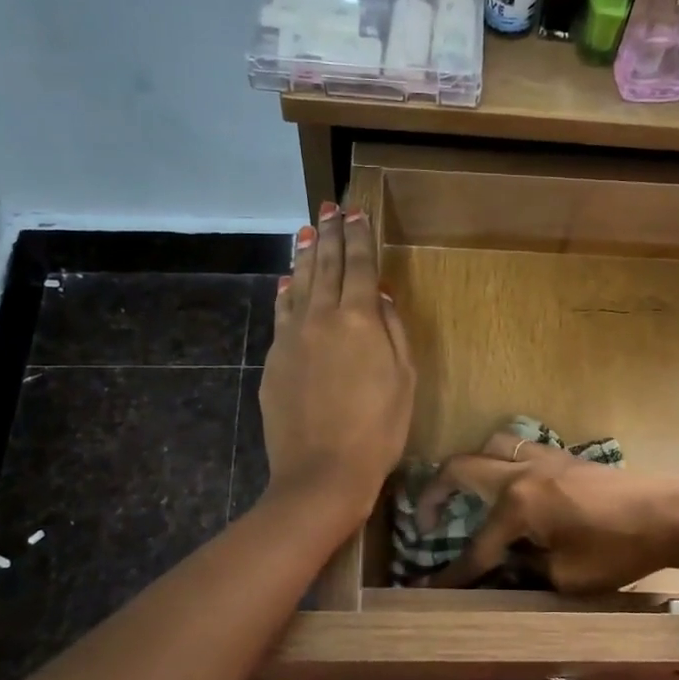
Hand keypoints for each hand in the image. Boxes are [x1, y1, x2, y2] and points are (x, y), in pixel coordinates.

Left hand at [259, 202, 414, 525]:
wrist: (322, 472)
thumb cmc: (378, 429)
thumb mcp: (404, 380)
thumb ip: (392, 331)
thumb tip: (379, 296)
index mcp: (358, 320)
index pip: (359, 266)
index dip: (359, 237)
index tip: (356, 212)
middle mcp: (321, 317)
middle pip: (325, 266)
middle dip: (329, 234)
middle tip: (330, 207)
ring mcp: (292, 337)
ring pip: (298, 284)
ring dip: (304, 255)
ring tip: (306, 231)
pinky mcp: (275, 359)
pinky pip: (281, 313)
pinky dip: (285, 292)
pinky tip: (286, 282)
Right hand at [417, 434, 678, 592]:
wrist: (671, 512)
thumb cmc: (618, 550)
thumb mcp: (567, 578)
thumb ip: (526, 572)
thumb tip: (503, 569)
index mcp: (517, 504)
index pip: (476, 545)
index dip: (453, 573)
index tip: (428, 588)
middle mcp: (521, 473)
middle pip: (461, 468)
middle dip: (435, 493)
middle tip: (425, 520)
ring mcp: (544, 458)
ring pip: (490, 446)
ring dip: (469, 468)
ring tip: (466, 494)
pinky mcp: (564, 457)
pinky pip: (517, 450)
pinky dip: (500, 464)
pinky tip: (511, 488)